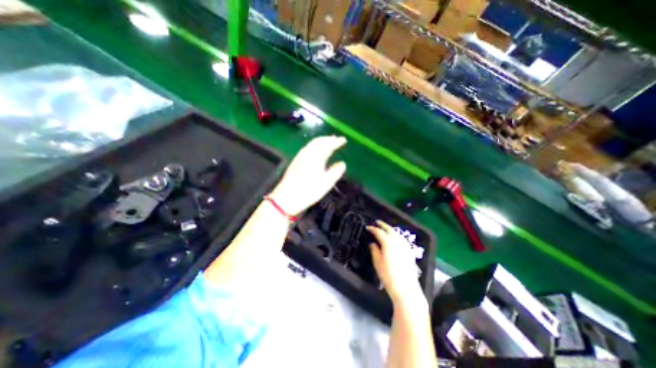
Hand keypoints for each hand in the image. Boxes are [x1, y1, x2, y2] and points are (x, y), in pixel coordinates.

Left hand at [268, 136, 344, 214]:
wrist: (287, 197)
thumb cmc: (309, 190)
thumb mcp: (327, 182)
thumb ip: (336, 171)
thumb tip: (342, 163)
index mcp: (316, 156)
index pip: (328, 144)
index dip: (336, 141)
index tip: (344, 140)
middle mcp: (307, 153)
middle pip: (319, 141)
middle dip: (328, 139)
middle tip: (336, 139)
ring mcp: (300, 156)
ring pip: (312, 144)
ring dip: (321, 141)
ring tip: (328, 142)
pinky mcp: (295, 161)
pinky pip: (307, 148)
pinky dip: (315, 146)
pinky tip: (315, 152)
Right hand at [368, 222, 426, 307]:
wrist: (406, 288)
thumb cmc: (388, 276)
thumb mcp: (377, 263)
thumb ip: (374, 250)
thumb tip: (372, 243)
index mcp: (388, 243)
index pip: (379, 232)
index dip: (373, 229)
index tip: (368, 227)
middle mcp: (397, 242)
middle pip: (390, 230)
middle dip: (383, 225)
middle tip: (376, 222)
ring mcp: (405, 246)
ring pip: (397, 233)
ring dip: (390, 229)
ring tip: (385, 228)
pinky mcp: (409, 251)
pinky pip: (402, 238)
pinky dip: (397, 234)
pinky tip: (395, 237)